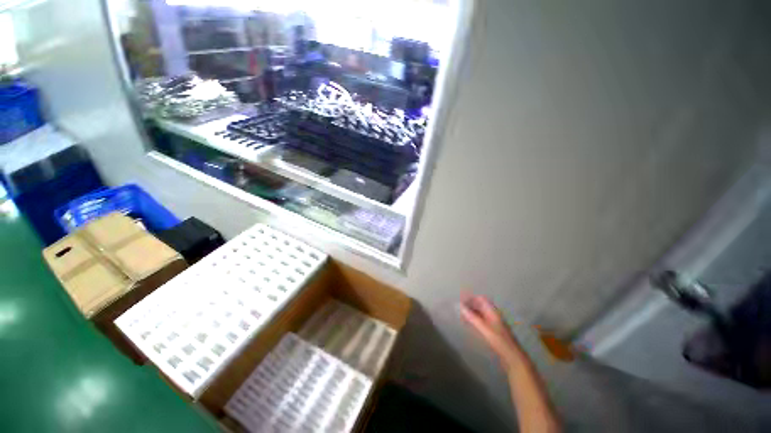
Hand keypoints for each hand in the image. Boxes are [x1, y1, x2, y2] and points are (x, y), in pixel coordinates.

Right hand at [460, 294, 522, 366]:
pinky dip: (474, 321)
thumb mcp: (485, 329)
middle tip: (458, 309)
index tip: (460, 300)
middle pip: (482, 306)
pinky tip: (469, 325)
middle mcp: (494, 316)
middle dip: (471, 305)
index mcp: (494, 313)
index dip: (472, 298)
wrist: (510, 354)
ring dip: (472, 313)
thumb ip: (473, 318)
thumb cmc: (499, 341)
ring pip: (481, 315)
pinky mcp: (493, 332)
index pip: (482, 300)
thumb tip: (461, 307)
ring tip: (461, 316)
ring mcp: (494, 324)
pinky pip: (482, 322)